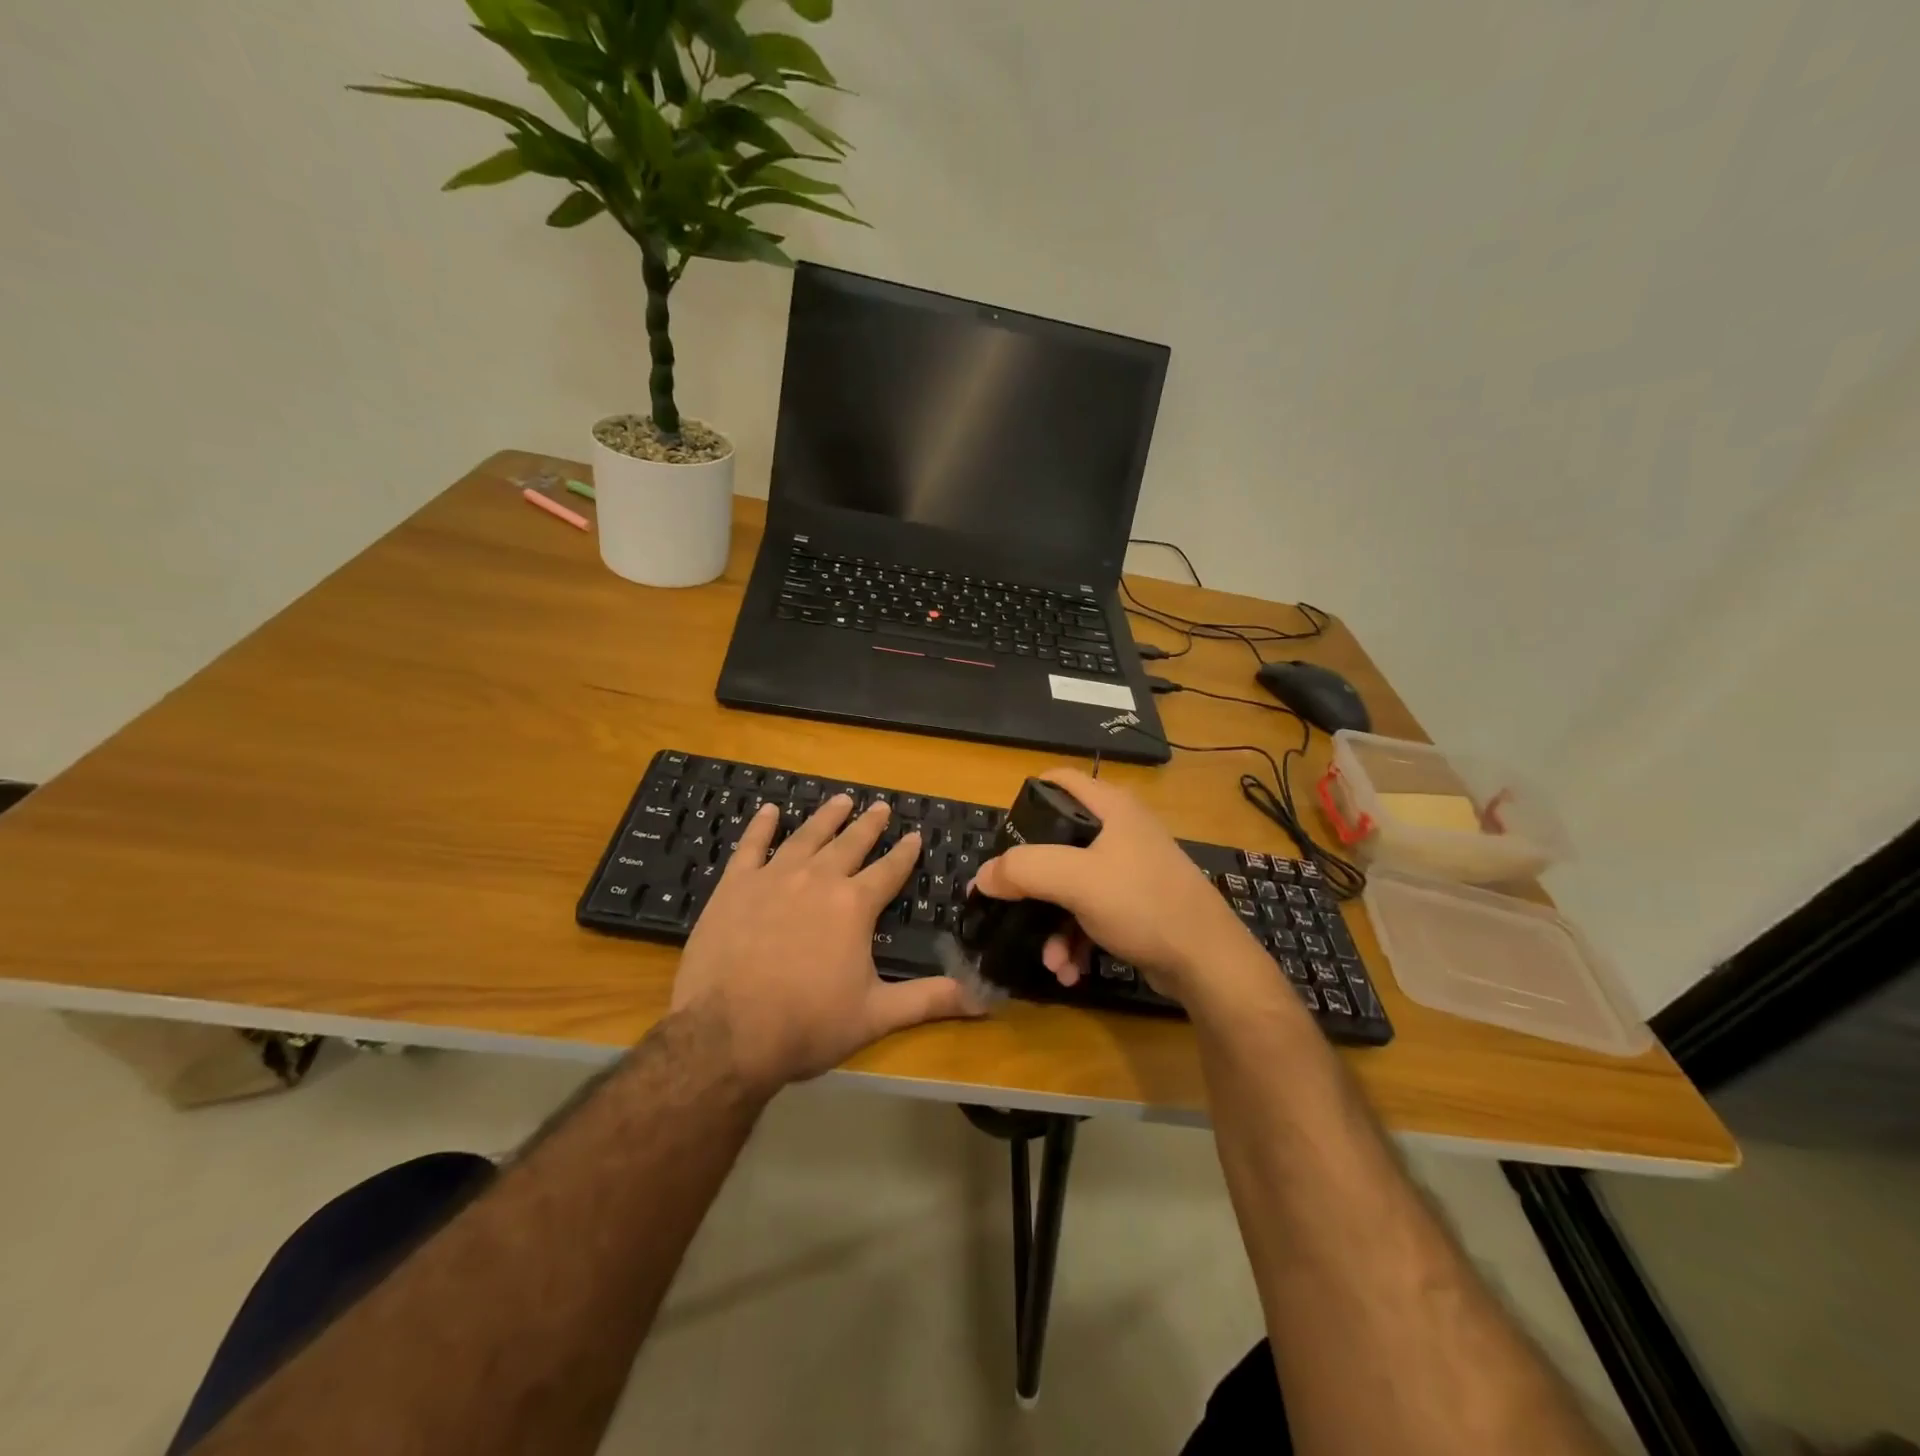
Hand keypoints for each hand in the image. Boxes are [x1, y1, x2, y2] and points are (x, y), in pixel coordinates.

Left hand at [670, 794, 980, 1091]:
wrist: (726, 1035)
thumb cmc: (807, 1025)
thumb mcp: (876, 1015)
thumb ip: (930, 1000)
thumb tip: (987, 1000)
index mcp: (854, 906)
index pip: (889, 870)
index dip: (905, 853)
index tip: (916, 834)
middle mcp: (818, 879)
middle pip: (850, 843)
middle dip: (869, 825)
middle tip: (880, 806)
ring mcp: (773, 878)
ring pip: (807, 836)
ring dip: (826, 817)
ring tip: (841, 799)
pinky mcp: (735, 886)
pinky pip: (751, 847)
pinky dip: (761, 827)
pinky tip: (769, 811)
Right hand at [969, 770, 1267, 1008]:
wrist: (1208, 962)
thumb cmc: (1142, 903)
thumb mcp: (1076, 880)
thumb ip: (1023, 869)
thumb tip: (982, 876)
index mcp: (1111, 808)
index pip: (1060, 781)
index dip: (1027, 798)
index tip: (1003, 833)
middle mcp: (1121, 832)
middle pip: (1059, 842)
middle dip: (1032, 882)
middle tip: (1009, 902)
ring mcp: (1130, 870)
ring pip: (1072, 887)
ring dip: (1053, 924)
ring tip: (1050, 960)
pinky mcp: (1136, 906)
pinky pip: (1090, 914)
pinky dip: (1075, 939)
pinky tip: (1068, 971)